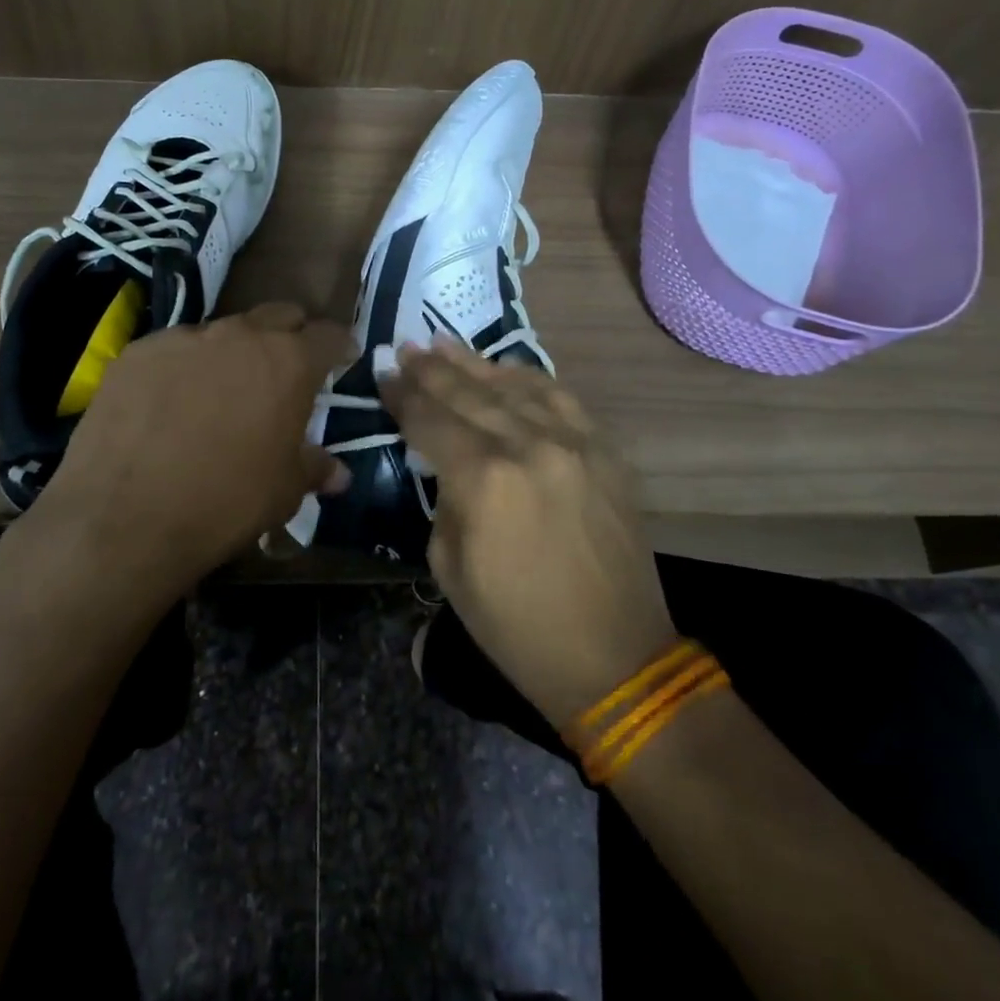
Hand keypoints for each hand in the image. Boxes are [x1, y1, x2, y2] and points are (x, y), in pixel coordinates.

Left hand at [30, 303, 351, 602]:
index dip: (340, 346)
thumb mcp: (285, 492)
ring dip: (232, 353)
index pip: (328, 335)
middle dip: (289, 336)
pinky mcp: (138, 352)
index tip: (343, 359)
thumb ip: (314, 468)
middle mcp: (239, 335)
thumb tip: (338, 473)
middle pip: (278, 316)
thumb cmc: (225, 502)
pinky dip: (182, 367)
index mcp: (288, 361)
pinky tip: (168, 404)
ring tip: (220, 392)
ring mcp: (184, 338)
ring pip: (222, 332)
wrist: (124, 517)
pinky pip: (173, 349)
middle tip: (285, 370)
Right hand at [381, 341, 677, 730]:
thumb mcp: (451, 568)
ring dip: (473, 364)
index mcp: (483, 480)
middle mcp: (528, 445)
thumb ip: (445, 499)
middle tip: (405, 347)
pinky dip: (527, 379)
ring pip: (513, 386)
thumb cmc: (518, 626)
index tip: (383, 374)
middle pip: (468, 394)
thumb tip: (446, 465)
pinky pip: (560, 398)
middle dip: (431, 370)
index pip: (431, 421)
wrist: (615, 657)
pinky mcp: (604, 450)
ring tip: (443, 343)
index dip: (402, 396)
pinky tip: (505, 370)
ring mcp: (573, 442)